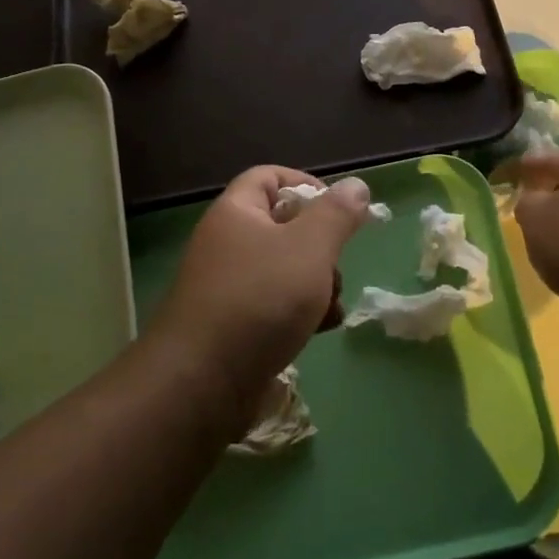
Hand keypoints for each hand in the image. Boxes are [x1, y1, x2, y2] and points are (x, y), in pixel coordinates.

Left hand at [150, 165, 371, 420]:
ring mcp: (230, 286)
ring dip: (318, 284)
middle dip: (321, 246)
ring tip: (330, 306)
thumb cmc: (260, 300)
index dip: (306, 184)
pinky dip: (301, 313)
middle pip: (285, 226)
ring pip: (286, 269)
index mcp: (237, 213)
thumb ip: (337, 214)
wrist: (203, 382)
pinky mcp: (236, 325)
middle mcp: (228, 244)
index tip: (339, 208)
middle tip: (336, 266)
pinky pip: (276, 305)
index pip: (270, 177)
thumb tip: (355, 185)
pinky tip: (320, 330)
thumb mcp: (310, 248)